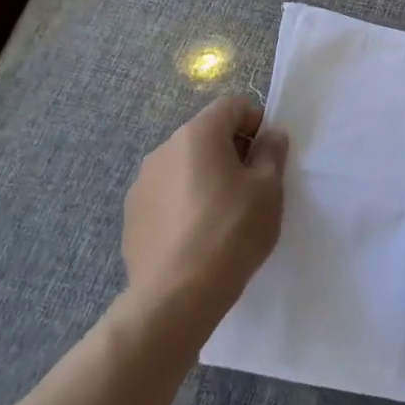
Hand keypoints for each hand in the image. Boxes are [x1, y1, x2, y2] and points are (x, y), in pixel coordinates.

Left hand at [117, 96, 287, 334]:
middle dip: (231, 152)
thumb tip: (269, 136)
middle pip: (206, 135)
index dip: (256, 124)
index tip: (267, 157)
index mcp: (198, 134)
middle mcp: (164, 149)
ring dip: (205, 178)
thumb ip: (272, 153)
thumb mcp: (269, 189)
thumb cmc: (231, 232)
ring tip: (222, 217)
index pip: (232, 106)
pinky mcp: (132, 216)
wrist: (175, 298)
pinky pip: (167, 195)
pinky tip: (196, 237)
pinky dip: (184, 204)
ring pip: (185, 166)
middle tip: (250, 188)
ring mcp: (142, 184)